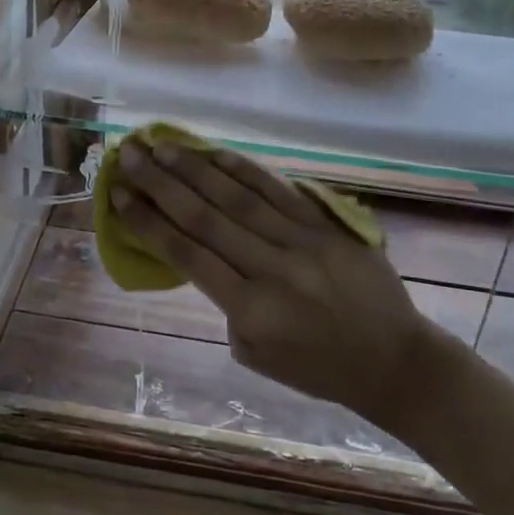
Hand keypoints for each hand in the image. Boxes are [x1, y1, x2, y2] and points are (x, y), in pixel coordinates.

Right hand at [111, 140, 432, 424]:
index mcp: (251, 310)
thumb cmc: (319, 369)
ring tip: (161, 145)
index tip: (118, 196)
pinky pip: (279, 190)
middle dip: (160, 184)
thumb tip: (203, 256)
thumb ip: (227, 306)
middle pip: (204, 217)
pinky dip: (245, 169)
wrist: (395, 360)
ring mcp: (302, 241)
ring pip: (237, 196)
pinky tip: (216, 153)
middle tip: (128, 155)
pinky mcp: (327, 225)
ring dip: (194, 168)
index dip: (148, 223)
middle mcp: (272, 268)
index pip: (187, 254)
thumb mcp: (258, 355)